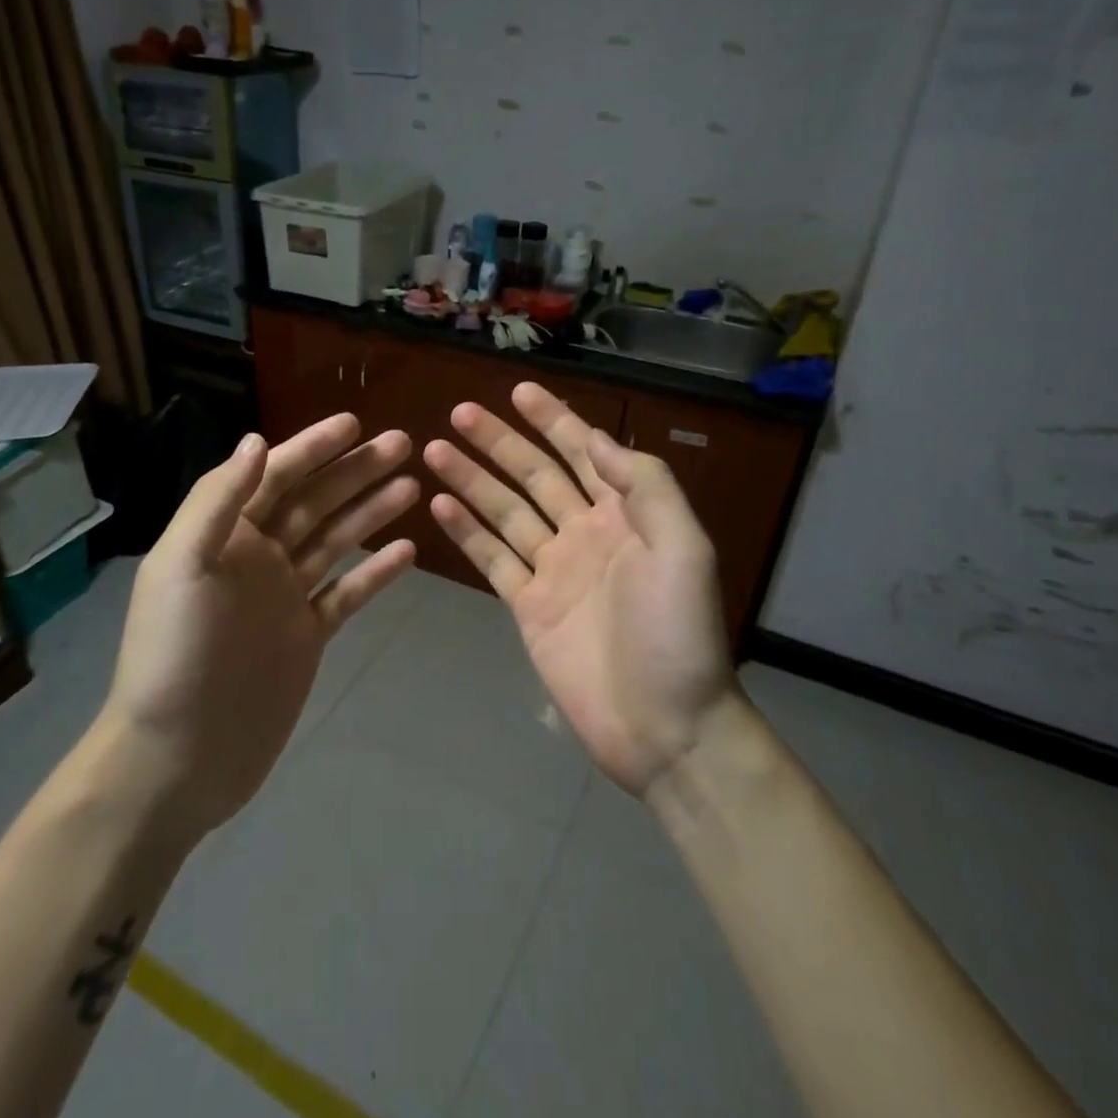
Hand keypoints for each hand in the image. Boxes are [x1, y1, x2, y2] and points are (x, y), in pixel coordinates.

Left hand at [97, 415, 417, 838]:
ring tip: (413, 484)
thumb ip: (218, 501)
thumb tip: (256, 441)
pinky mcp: (306, 635)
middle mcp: (257, 556)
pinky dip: (376, 571)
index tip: (355, 423)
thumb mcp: (182, 566)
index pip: (275, 475)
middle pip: (314, 500)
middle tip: (403, 443)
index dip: (314, 446)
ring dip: (371, 510)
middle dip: (356, 470)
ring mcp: (285, 596)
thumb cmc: (175, 655)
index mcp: (224, 534)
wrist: (178, 757)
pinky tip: (408, 550)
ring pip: (336, 540)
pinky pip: (347, 593)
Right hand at [424, 383, 737, 794]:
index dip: (554, 420)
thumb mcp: (682, 548)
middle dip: (500, 442)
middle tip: (459, 412)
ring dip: (472, 479)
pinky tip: (439, 505)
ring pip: (505, 511)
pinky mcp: (528, 606)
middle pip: (535, 475)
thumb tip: (596, 438)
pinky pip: (492, 559)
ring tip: (435, 449)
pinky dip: (467, 532)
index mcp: (625, 515)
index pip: (584, 453)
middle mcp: (586, 533)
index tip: (520, 391)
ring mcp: (554, 569)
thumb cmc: (676, 633)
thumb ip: (644, 486)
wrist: (664, 725)